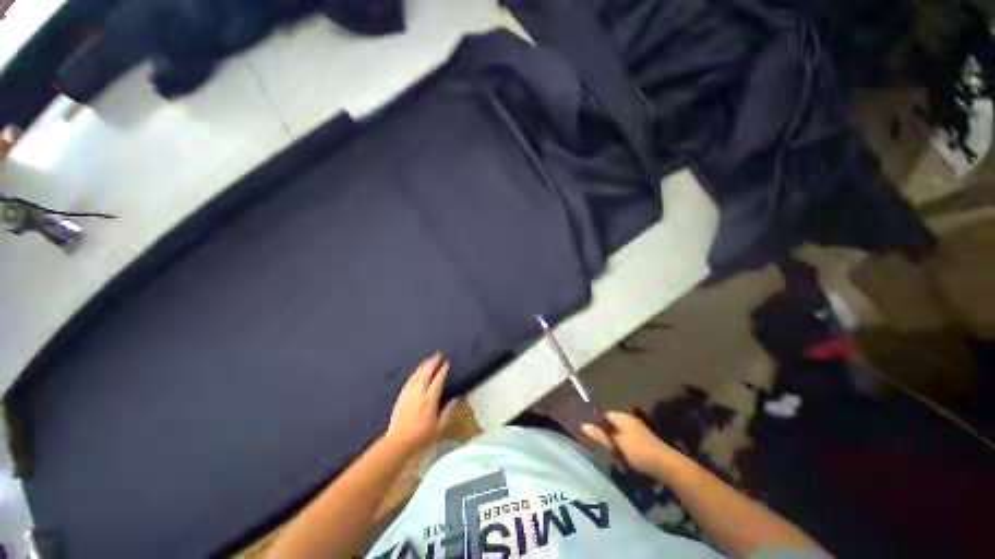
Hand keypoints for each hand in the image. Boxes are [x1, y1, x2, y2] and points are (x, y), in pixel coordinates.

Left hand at [386, 352, 456, 451]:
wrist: (398, 443)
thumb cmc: (421, 437)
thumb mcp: (439, 428)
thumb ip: (448, 412)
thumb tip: (456, 398)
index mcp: (429, 401)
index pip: (437, 381)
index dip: (442, 371)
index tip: (447, 363)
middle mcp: (418, 394)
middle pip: (426, 374)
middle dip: (432, 363)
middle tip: (438, 355)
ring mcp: (408, 395)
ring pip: (416, 375)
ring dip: (423, 366)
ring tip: (429, 359)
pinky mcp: (401, 397)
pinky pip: (408, 381)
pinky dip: (414, 374)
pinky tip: (416, 371)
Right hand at [581, 411, 688, 479]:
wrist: (666, 465)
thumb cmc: (638, 452)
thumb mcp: (616, 445)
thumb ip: (600, 435)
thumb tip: (583, 425)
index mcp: (623, 417)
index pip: (605, 414)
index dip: (597, 423)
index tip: (593, 435)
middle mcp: (630, 419)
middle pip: (612, 423)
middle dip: (607, 433)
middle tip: (603, 446)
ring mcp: (639, 429)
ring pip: (620, 432)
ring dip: (616, 441)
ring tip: (613, 453)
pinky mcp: (645, 439)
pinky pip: (628, 438)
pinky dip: (624, 445)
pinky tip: (625, 455)